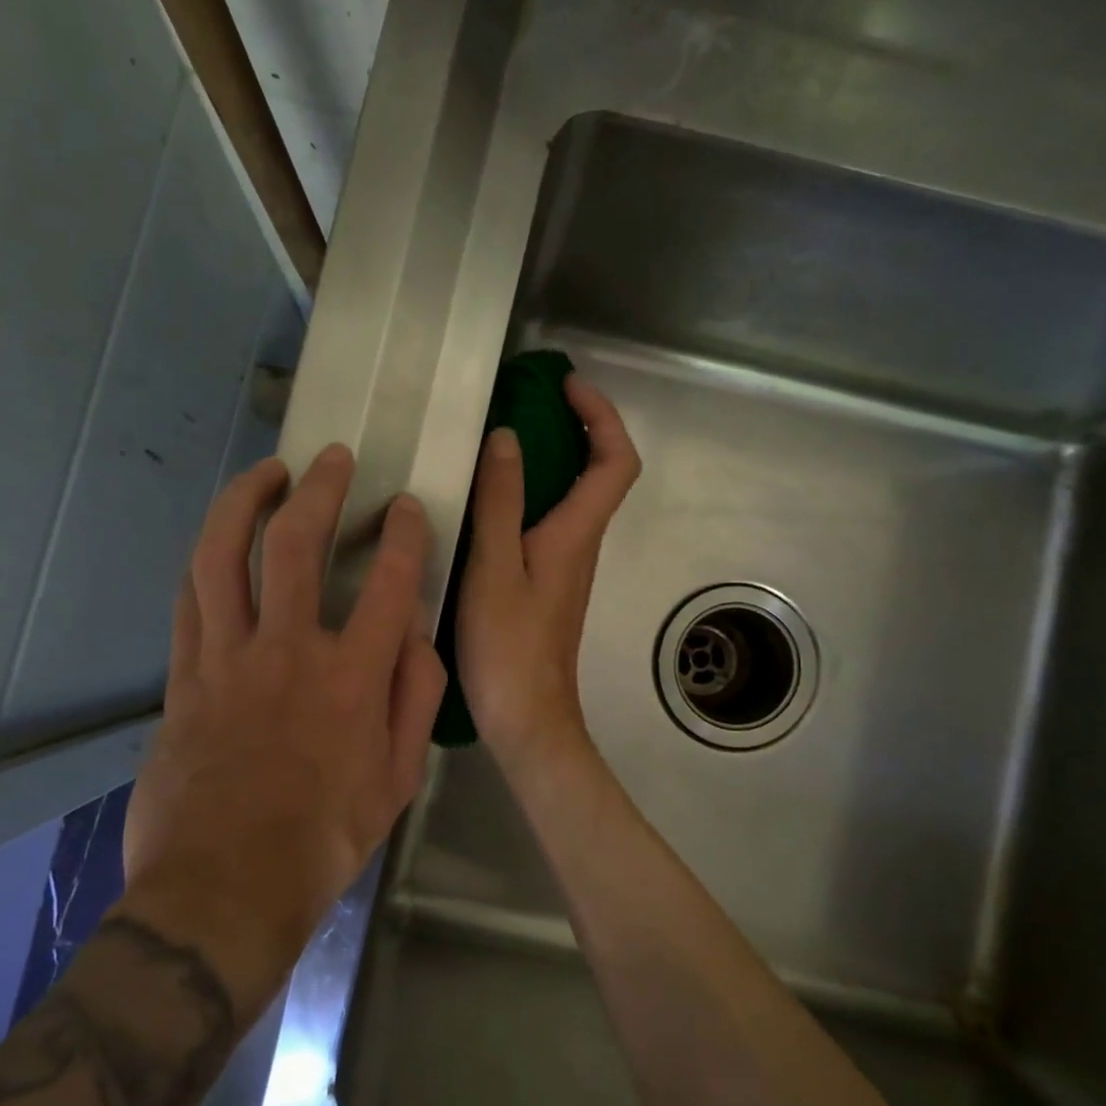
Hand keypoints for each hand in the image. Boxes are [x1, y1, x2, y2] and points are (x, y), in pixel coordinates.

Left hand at [124, 445, 446, 1016]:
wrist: (224, 891)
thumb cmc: (324, 840)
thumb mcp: (399, 780)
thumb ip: (415, 698)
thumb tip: (414, 634)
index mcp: (353, 679)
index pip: (389, 581)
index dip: (402, 532)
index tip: (405, 508)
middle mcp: (288, 652)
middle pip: (295, 543)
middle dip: (319, 488)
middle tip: (332, 459)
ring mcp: (226, 660)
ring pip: (222, 555)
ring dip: (244, 501)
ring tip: (264, 473)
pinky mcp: (183, 678)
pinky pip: (189, 600)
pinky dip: (207, 560)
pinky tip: (219, 541)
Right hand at [456, 375, 641, 775]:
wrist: (527, 718)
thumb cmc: (509, 646)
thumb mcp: (494, 567)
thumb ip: (500, 502)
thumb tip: (507, 438)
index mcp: (576, 533)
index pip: (616, 461)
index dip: (603, 416)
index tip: (568, 388)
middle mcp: (581, 543)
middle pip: (600, 472)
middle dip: (578, 426)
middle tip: (532, 402)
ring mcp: (566, 565)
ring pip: (574, 496)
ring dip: (552, 457)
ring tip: (503, 437)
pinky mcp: (548, 583)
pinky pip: (549, 520)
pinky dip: (532, 492)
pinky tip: (489, 498)